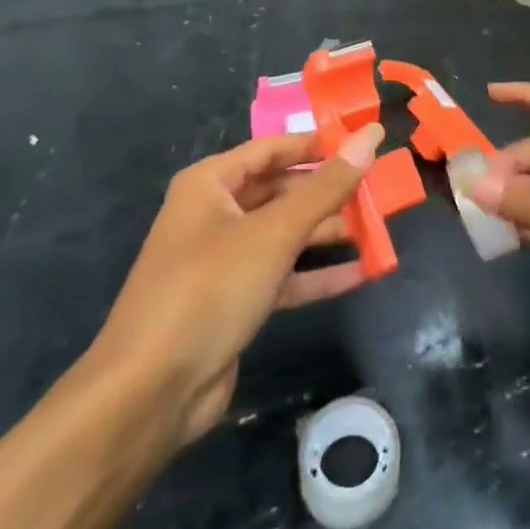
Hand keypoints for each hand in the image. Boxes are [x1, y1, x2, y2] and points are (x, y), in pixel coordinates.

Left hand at [88, 125, 381, 445]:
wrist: (149, 392)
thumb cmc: (209, 289)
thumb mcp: (274, 232)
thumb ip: (326, 186)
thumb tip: (370, 135)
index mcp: (211, 183)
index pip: (273, 148)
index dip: (317, 143)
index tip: (365, 141)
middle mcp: (214, 213)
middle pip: (281, 190)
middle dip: (328, 192)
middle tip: (379, 189)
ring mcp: (224, 259)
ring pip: (285, 233)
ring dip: (327, 232)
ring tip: (378, 228)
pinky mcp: (234, 300)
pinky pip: (283, 275)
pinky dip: (317, 274)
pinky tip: (361, 272)